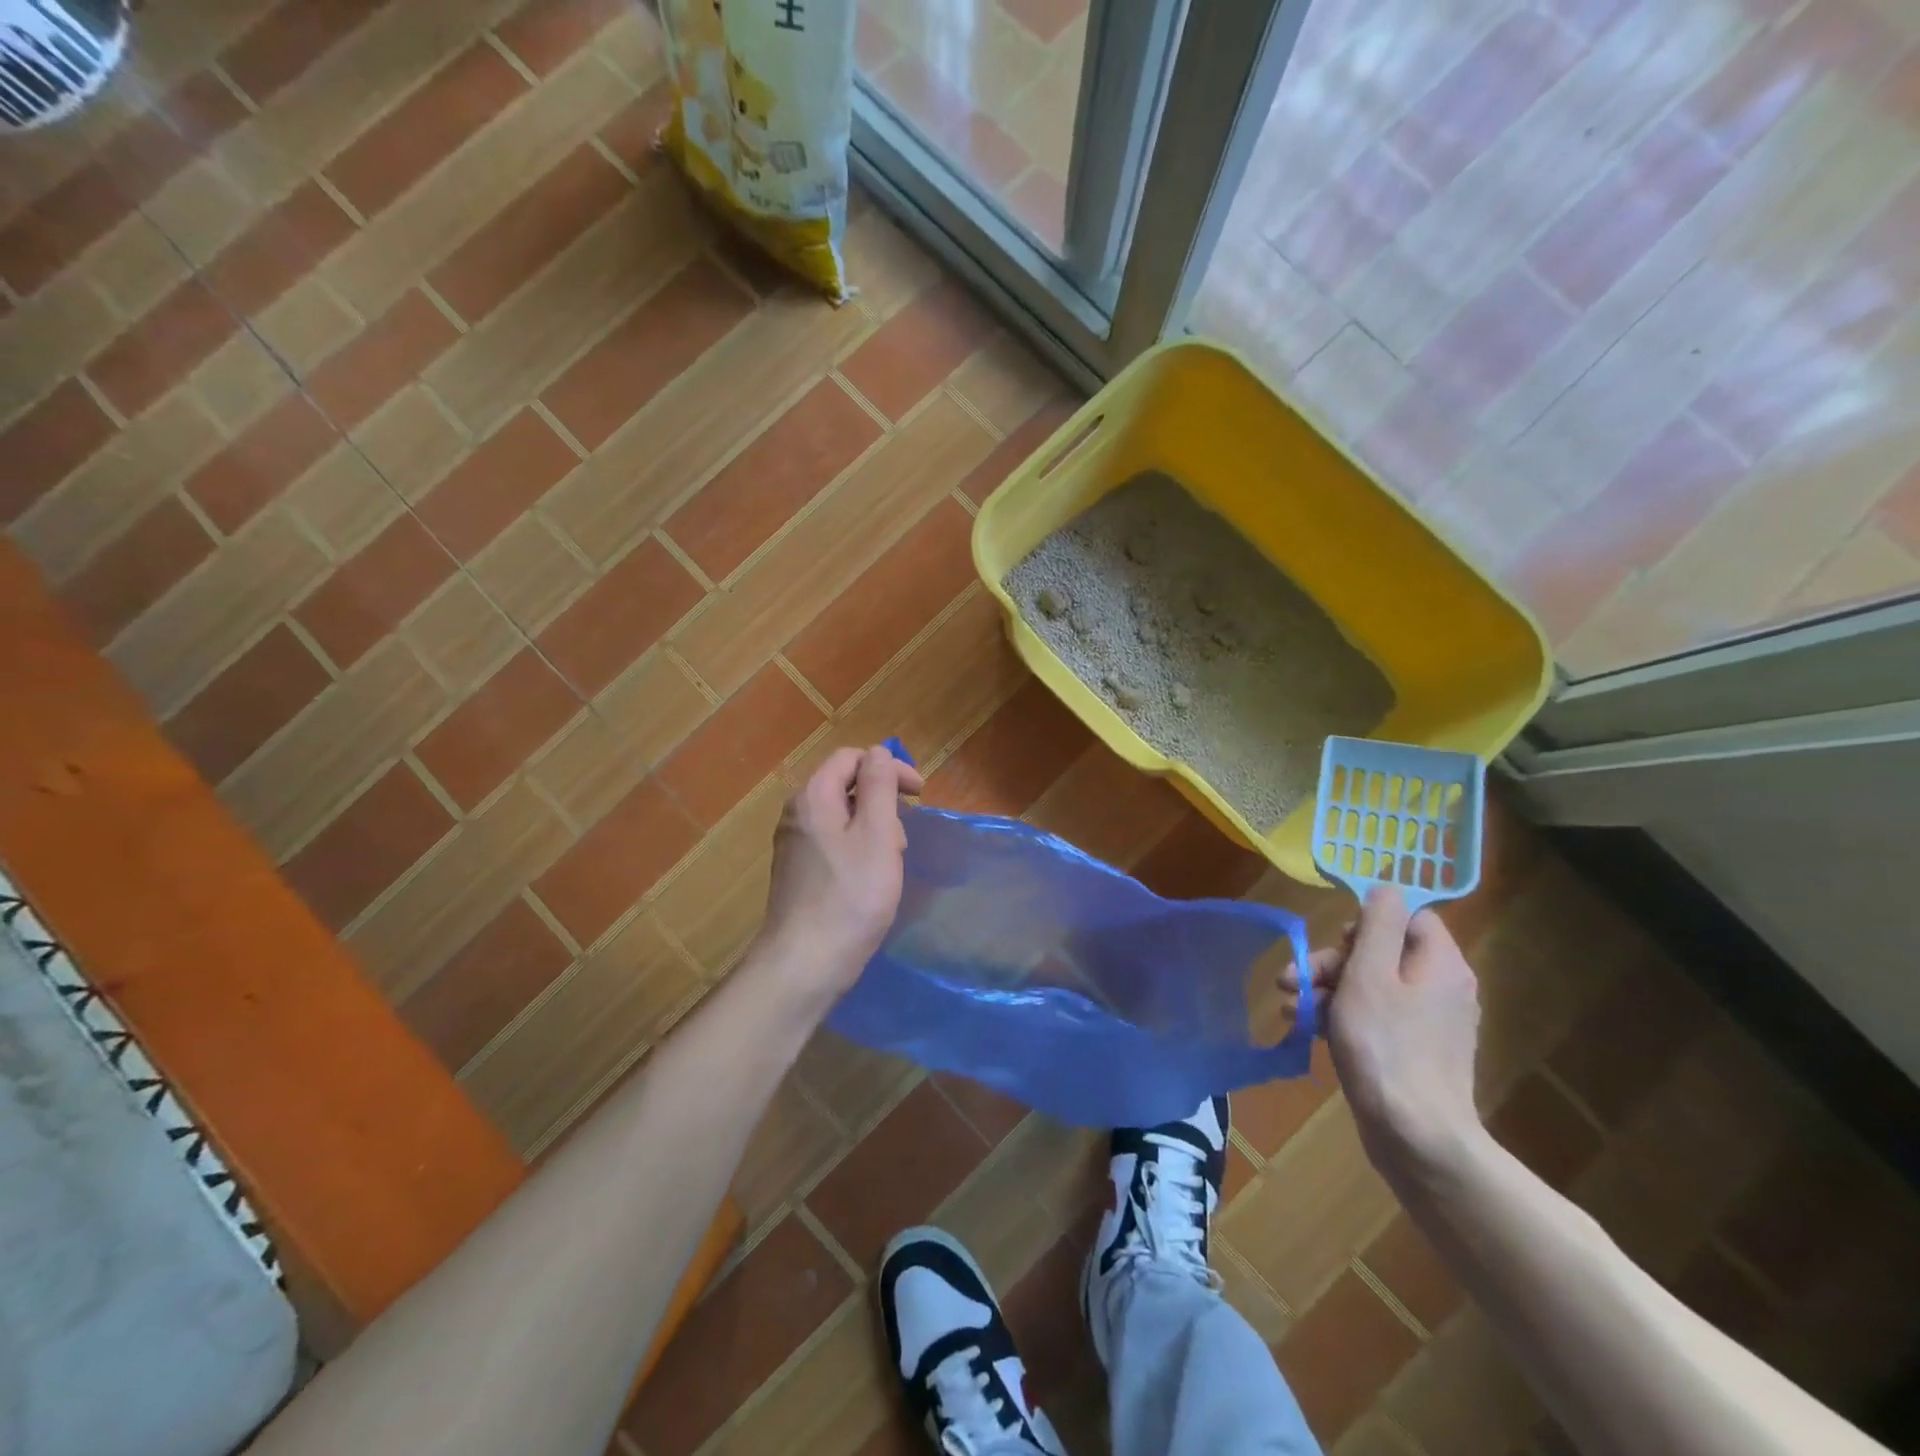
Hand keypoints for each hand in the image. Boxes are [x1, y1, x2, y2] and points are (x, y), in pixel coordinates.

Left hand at [753, 745, 923, 1001]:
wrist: (804, 963)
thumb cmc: (850, 896)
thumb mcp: (877, 833)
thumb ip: (879, 786)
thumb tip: (878, 752)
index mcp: (814, 796)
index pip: (852, 758)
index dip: (889, 767)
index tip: (920, 794)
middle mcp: (797, 813)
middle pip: (845, 785)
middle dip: (882, 800)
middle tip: (905, 834)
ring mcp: (793, 844)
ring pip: (841, 816)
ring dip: (873, 827)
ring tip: (891, 861)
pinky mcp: (796, 871)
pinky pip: (832, 842)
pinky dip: (857, 849)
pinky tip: (870, 879)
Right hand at [1311, 887, 1485, 1180]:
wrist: (1416, 1137)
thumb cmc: (1386, 1046)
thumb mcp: (1370, 974)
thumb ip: (1380, 924)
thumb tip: (1387, 887)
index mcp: (1441, 963)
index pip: (1408, 917)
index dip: (1367, 922)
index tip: (1337, 942)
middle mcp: (1442, 987)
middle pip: (1382, 951)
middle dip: (1333, 960)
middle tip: (1294, 977)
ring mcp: (1430, 1023)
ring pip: (1372, 985)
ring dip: (1327, 989)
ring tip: (1291, 1006)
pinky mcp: (1414, 1051)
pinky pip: (1375, 1016)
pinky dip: (1342, 1016)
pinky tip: (1308, 1028)